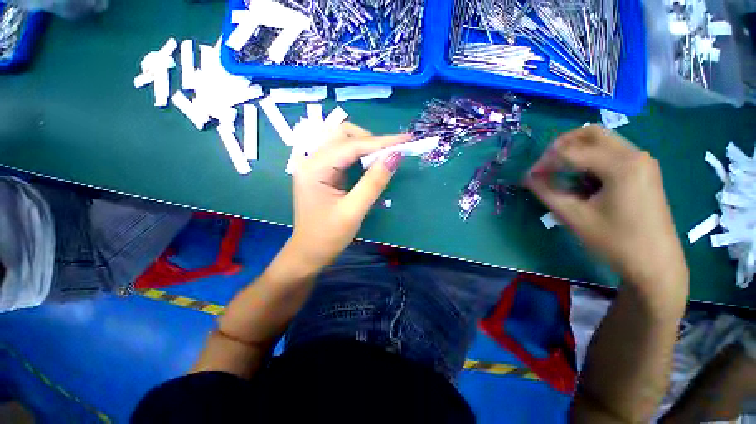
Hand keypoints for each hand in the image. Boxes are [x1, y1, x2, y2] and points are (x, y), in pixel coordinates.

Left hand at [286, 122, 408, 269]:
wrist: (309, 252)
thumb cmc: (328, 236)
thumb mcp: (353, 211)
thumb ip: (373, 182)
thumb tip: (394, 156)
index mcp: (314, 168)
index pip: (351, 145)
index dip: (380, 142)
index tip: (405, 139)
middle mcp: (311, 160)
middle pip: (343, 135)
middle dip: (370, 140)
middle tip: (391, 154)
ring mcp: (315, 165)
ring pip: (343, 142)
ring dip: (365, 145)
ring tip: (383, 157)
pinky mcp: (322, 172)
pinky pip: (342, 154)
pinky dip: (359, 154)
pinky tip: (370, 162)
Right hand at [525, 125, 687, 289]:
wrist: (655, 264)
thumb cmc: (615, 242)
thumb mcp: (574, 217)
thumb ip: (547, 192)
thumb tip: (528, 176)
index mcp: (621, 165)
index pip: (571, 151)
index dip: (545, 161)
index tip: (530, 177)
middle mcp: (635, 154)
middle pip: (590, 134)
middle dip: (561, 146)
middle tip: (544, 166)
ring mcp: (642, 162)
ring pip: (601, 141)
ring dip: (576, 152)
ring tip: (560, 173)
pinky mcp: (643, 171)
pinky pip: (611, 153)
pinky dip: (590, 160)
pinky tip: (582, 180)